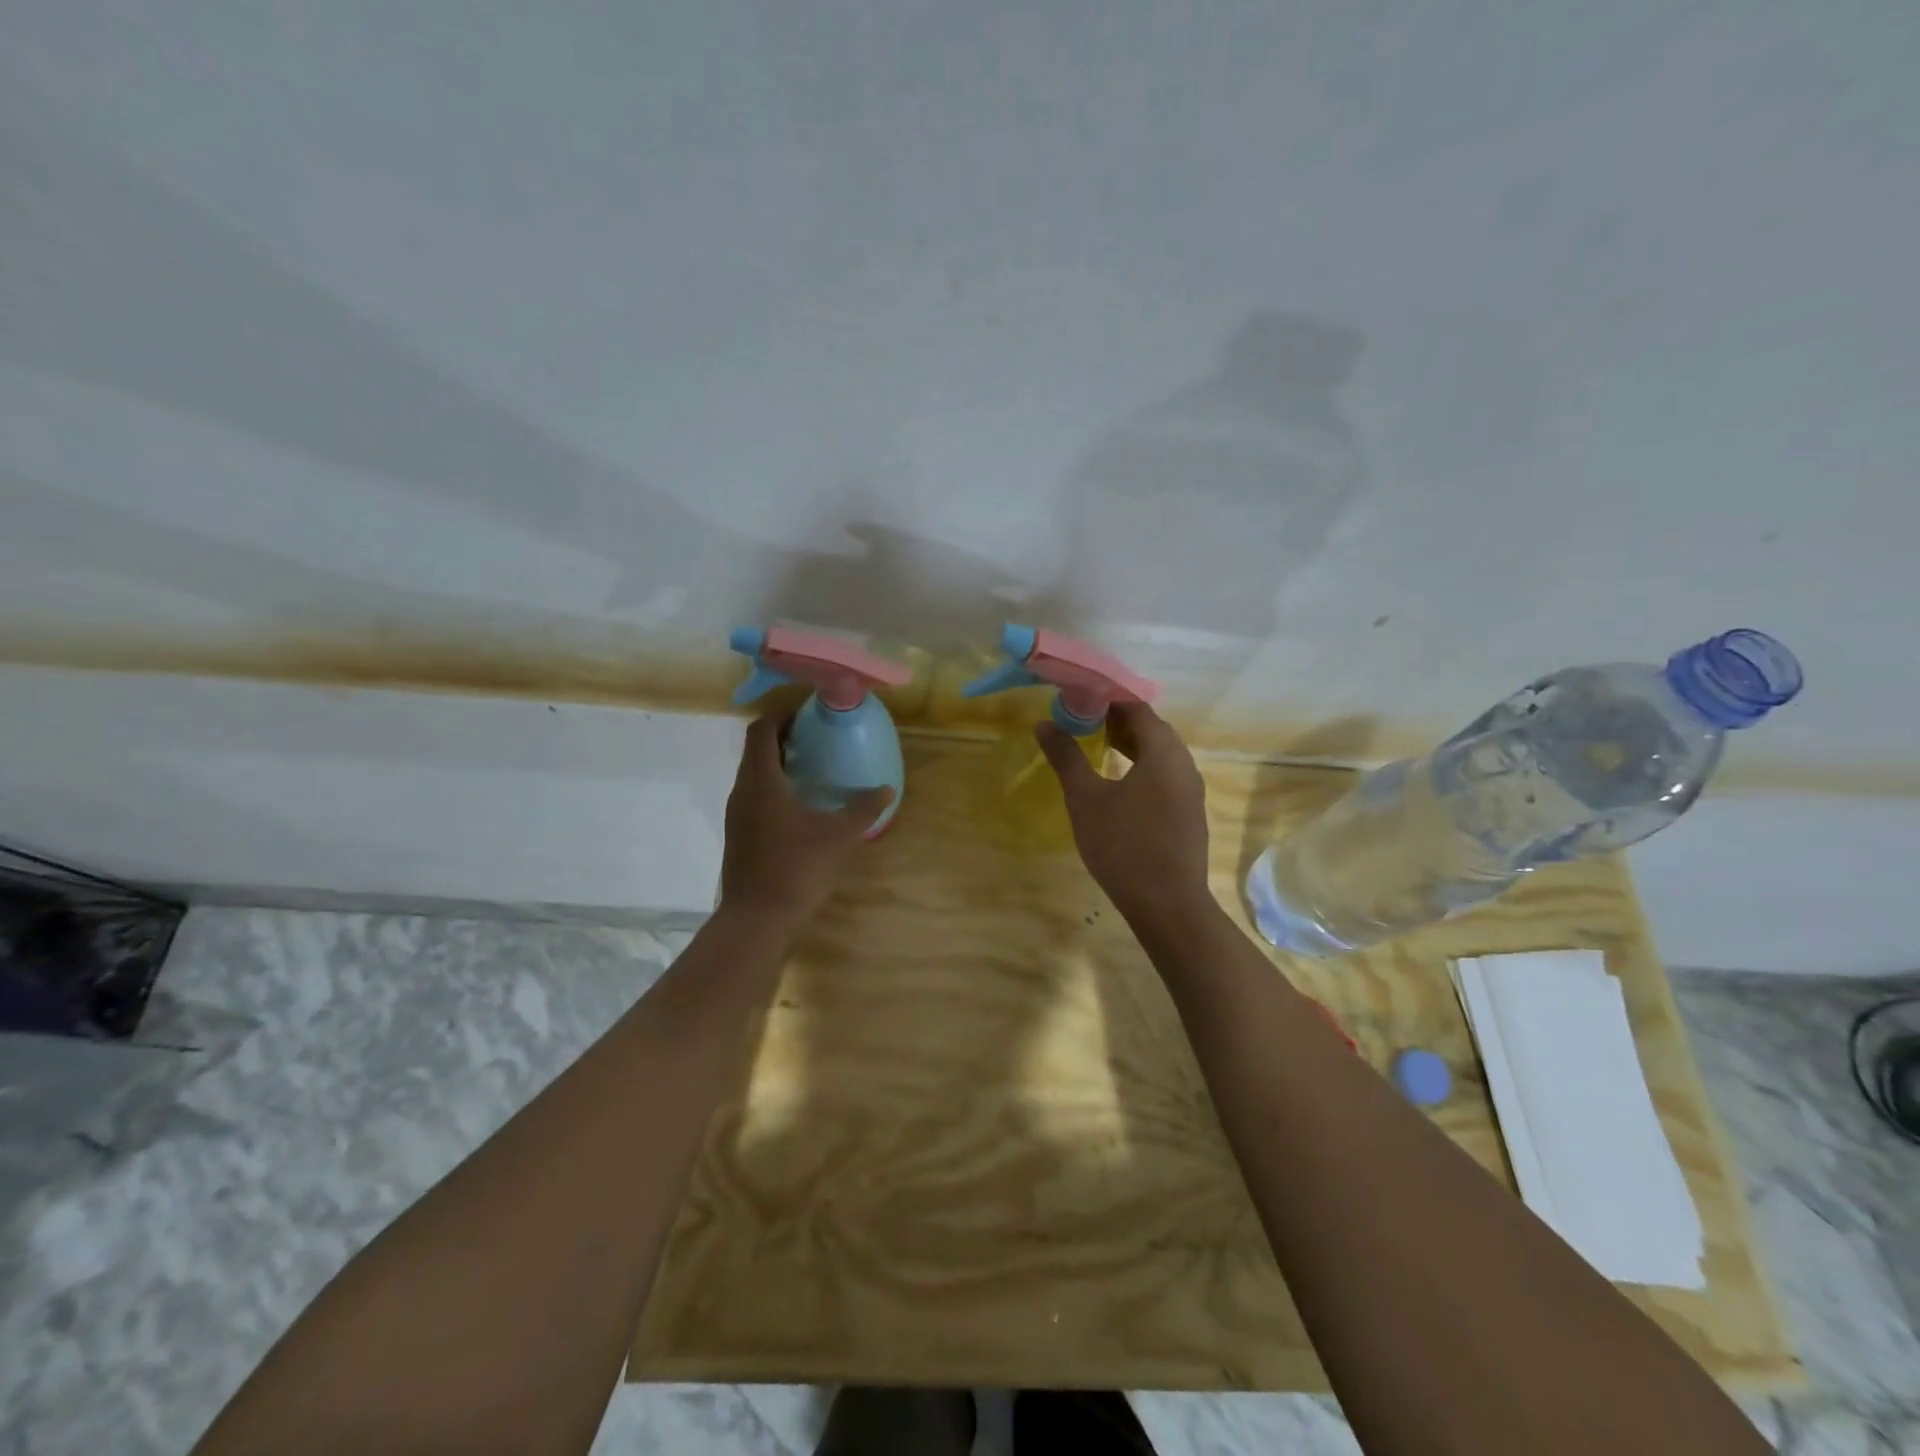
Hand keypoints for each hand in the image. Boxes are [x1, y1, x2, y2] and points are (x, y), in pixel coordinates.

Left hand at [719, 711, 894, 930]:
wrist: (758, 919)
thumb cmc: (797, 868)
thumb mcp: (839, 836)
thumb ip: (863, 808)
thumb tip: (887, 789)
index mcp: (761, 781)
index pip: (761, 730)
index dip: (781, 715)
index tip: (808, 713)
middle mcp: (742, 791)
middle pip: (756, 750)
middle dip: (783, 737)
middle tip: (817, 737)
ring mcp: (737, 815)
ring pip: (754, 775)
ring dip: (778, 764)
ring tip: (812, 767)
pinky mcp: (739, 835)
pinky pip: (754, 797)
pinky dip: (774, 788)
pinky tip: (801, 805)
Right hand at [1035, 701, 1210, 923]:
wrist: (1167, 904)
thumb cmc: (1123, 845)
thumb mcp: (1086, 799)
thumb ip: (1066, 757)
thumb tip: (1044, 724)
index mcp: (1163, 752)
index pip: (1137, 709)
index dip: (1107, 700)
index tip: (1078, 701)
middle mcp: (1184, 764)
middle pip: (1152, 729)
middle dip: (1117, 721)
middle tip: (1082, 723)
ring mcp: (1191, 790)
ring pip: (1160, 754)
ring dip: (1130, 746)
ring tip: (1097, 748)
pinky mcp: (1189, 813)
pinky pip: (1165, 776)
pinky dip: (1142, 768)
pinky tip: (1119, 784)